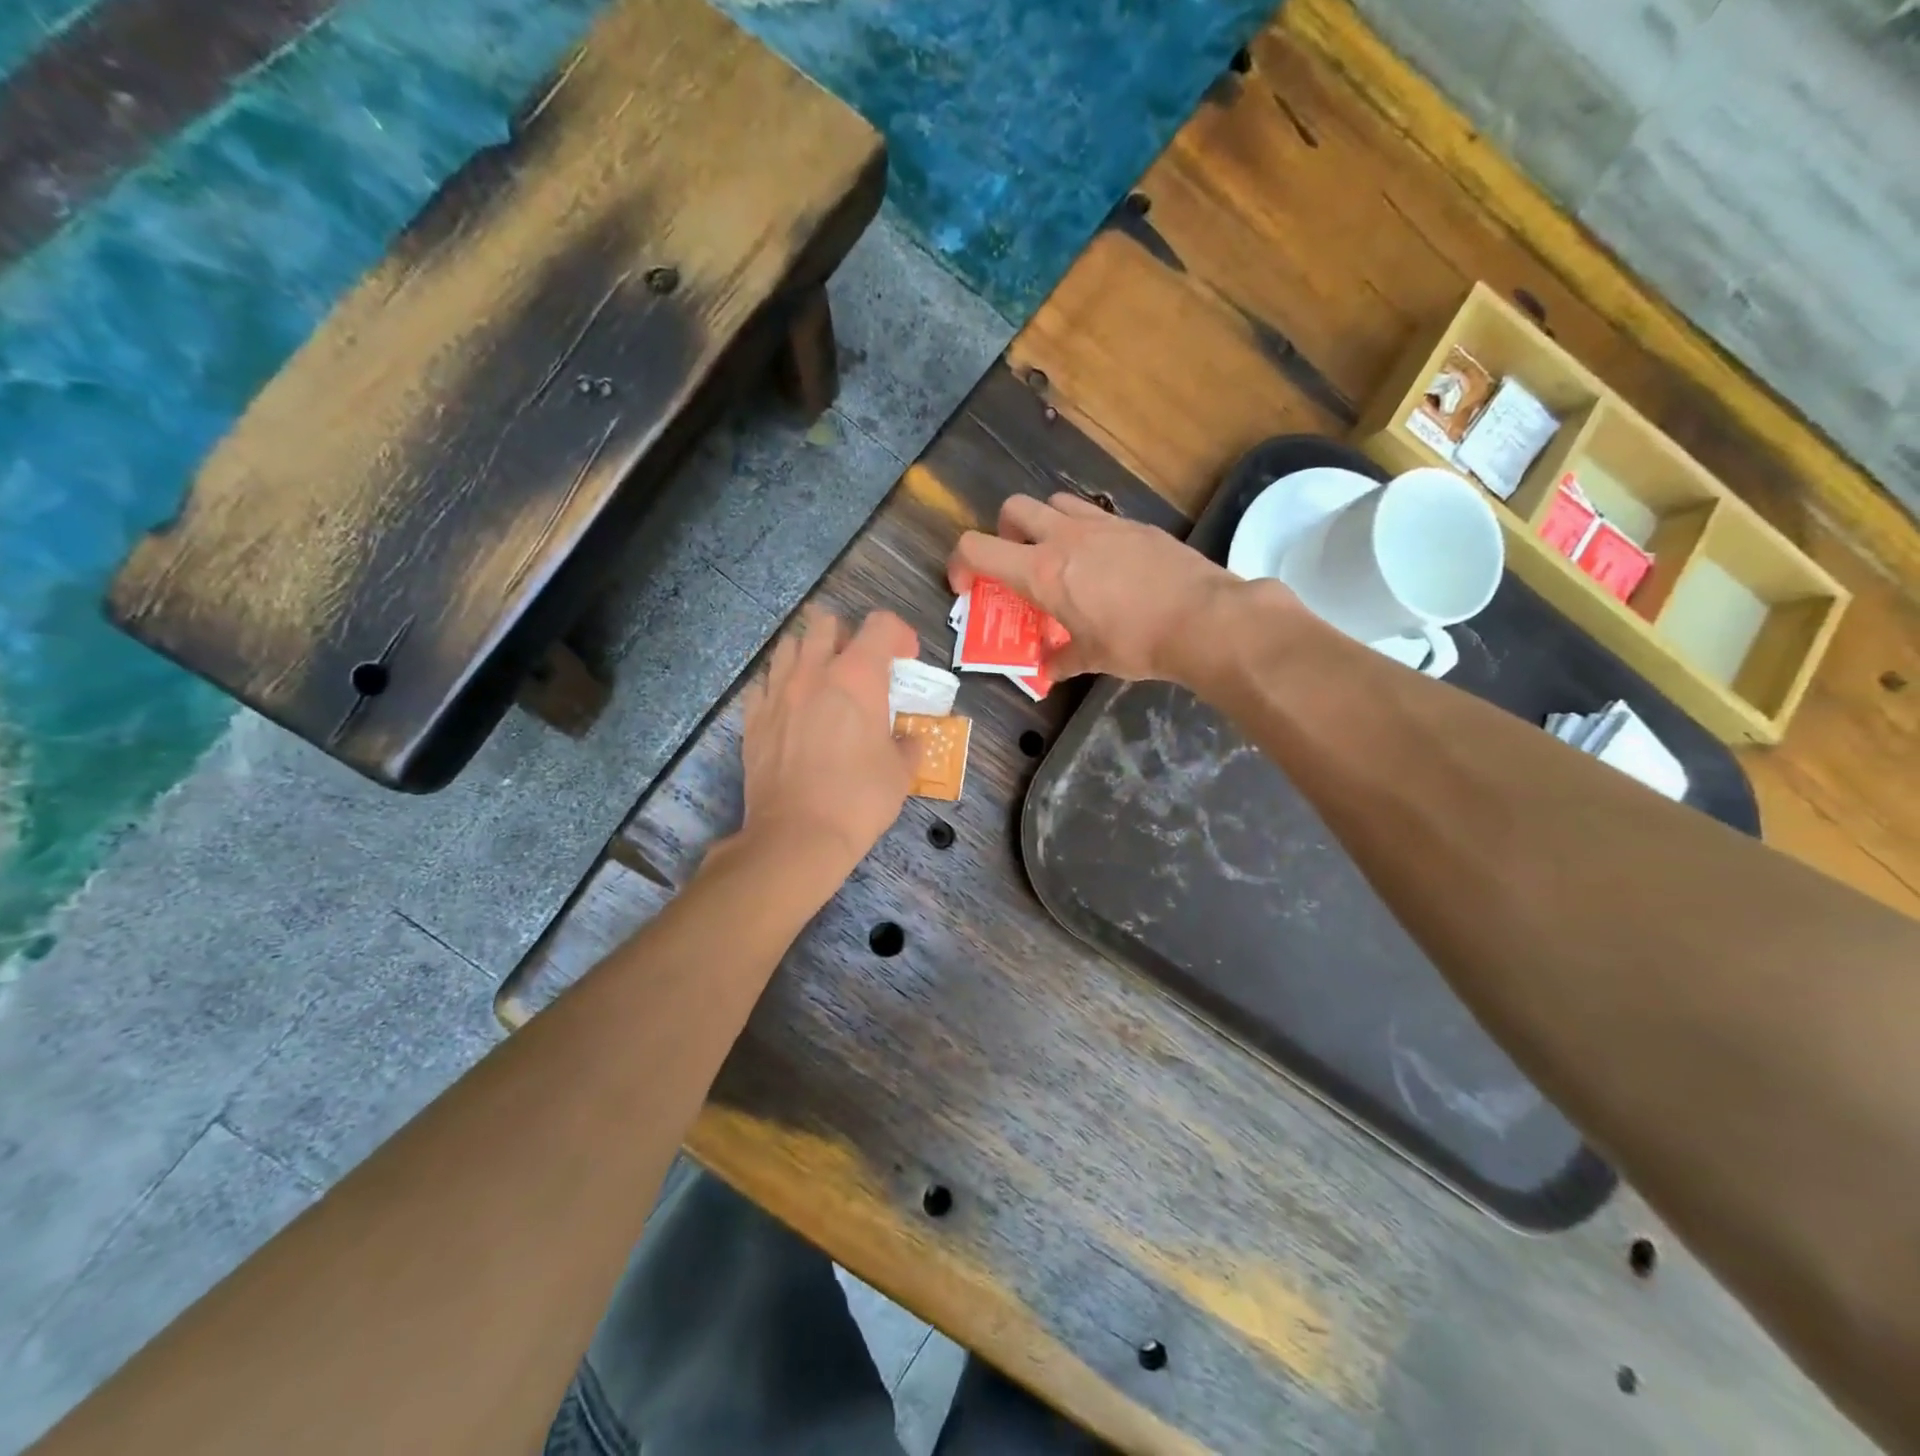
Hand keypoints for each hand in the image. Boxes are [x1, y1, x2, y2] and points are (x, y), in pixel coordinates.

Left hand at [737, 604, 918, 882]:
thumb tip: (907, 739)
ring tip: (822, 681)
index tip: (905, 659)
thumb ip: (908, 745)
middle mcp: (814, 672)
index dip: (899, 635)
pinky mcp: (752, 717)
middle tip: (860, 667)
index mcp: (858, 677)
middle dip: (847, 636)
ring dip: (809, 653)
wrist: (798, 835)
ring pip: (789, 645)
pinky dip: (780, 685)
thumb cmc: (859, 799)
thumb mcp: (901, 772)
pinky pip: (764, 682)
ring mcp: (777, 692)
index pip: (880, 625)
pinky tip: (791, 708)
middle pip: (826, 622)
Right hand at [948, 493, 1261, 683]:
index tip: (967, 585)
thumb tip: (1047, 670)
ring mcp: (1100, 524)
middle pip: (1012, 509)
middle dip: (1003, 532)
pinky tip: (1103, 562)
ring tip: (1059, 557)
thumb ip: (1061, 660)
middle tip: (1017, 563)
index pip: (976, 548)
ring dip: (1044, 524)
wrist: (1203, 618)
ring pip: (1054, 502)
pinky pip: (1093, 514)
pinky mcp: (1132, 522)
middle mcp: (1064, 537)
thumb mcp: (1092, 659)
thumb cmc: (1136, 642)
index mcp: (1041, 572)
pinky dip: (1084, 531)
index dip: (959, 563)